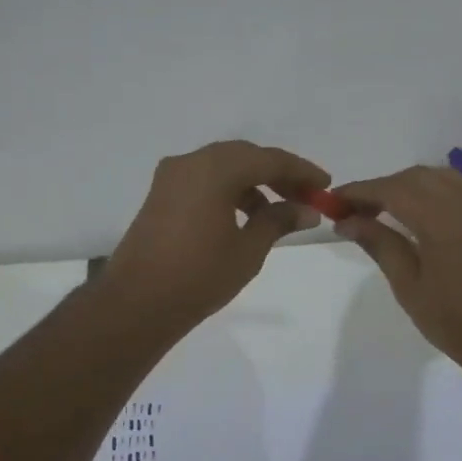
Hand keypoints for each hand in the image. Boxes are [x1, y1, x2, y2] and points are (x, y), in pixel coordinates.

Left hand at [101, 140, 329, 332]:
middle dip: (277, 174)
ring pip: (223, 167)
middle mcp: (191, 162)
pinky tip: (244, 218)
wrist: (136, 304)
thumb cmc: (199, 276)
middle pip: (245, 157)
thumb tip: (306, 210)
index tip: (325, 185)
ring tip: (277, 214)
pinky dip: (228, 190)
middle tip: (304, 197)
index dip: (301, 171)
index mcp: (215, 169)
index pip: (269, 159)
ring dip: (253, 183)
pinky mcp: (161, 195)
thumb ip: (279, 221)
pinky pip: (204, 180)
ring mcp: (171, 177)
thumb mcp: (248, 249)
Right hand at [333, 166, 461, 374]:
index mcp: (441, 220)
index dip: (359, 191)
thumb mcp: (408, 286)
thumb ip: (379, 244)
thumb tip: (346, 221)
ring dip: (405, 186)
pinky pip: (455, 188)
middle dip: (380, 187)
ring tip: (380, 211)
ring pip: (436, 177)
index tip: (333, 201)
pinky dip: (429, 190)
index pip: (391, 190)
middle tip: (353, 211)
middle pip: (413, 177)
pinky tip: (414, 213)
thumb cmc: (455, 321)